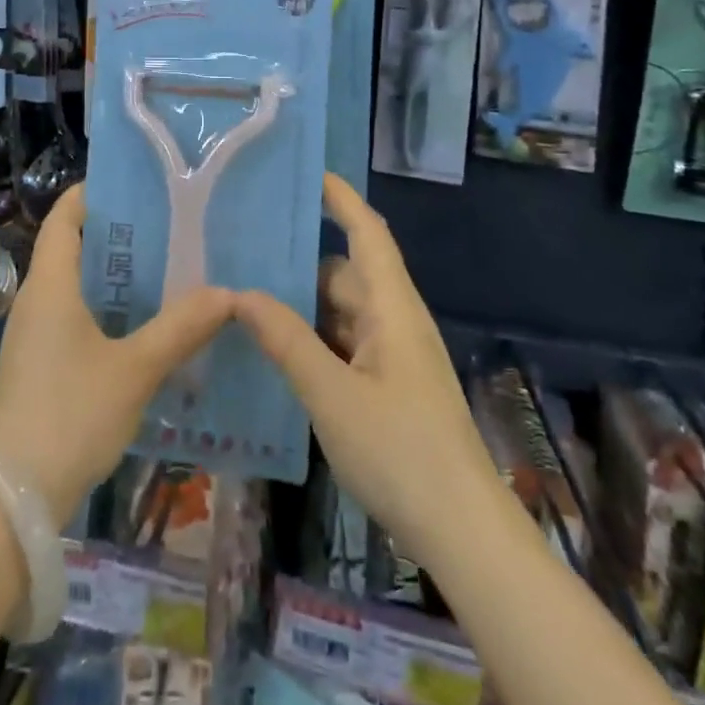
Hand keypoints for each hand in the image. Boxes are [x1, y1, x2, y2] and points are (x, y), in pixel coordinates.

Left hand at [0, 184, 234, 524]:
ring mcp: (34, 334)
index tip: (136, 184)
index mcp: (51, 284)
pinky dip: (108, 308)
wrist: (10, 501)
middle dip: (119, 234)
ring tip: (168, 268)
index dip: (93, 193)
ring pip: (77, 285)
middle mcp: (37, 300)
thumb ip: (180, 328)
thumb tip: (226, 293)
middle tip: (170, 226)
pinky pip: (75, 316)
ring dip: (116, 275)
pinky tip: (145, 325)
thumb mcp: (134, 369)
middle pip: (73, 247)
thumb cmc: (69, 416)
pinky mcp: (39, 365)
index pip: (64, 217)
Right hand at [236, 175, 500, 569]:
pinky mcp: (390, 387)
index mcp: (392, 307)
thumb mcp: (332, 395)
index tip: (308, 171)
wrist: (464, 533)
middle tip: (246, 249)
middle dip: (301, 260)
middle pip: (346, 272)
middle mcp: (395, 321)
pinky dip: (314, 340)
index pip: (368, 232)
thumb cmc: (401, 451)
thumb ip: (287, 340)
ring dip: (304, 306)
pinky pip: (346, 345)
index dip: (341, 198)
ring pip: (342, 312)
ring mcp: (394, 356)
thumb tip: (241, 293)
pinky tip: (276, 351)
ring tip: (247, 298)